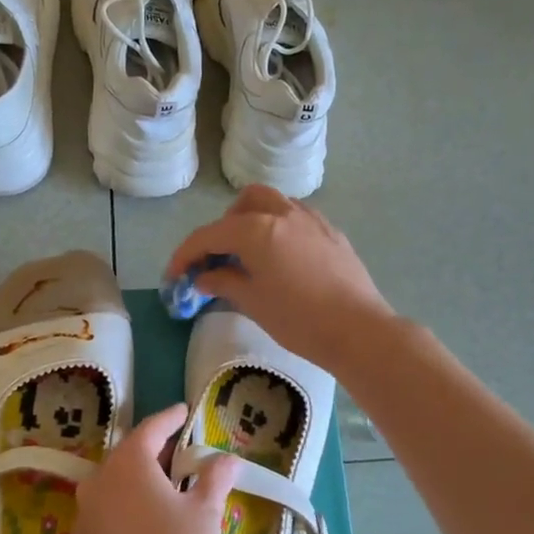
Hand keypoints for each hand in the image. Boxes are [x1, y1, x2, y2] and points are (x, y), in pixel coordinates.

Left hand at [74, 404, 239, 533]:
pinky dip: (127, 508)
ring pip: (113, 485)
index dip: (170, 419)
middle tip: (180, 452)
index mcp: (127, 465)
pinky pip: (106, 513)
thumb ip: (214, 479)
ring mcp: (85, 518)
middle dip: (153, 450)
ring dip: (138, 480)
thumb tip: (227, 458)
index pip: (150, 430)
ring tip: (167, 488)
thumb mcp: (205, 517)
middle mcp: (98, 483)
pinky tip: (148, 525)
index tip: (184, 411)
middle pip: (127, 455)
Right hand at [164, 186, 394, 372]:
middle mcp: (283, 214)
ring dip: (254, 221)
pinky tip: (283, 259)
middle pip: (244, 203)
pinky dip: (279, 228)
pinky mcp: (332, 232)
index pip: (209, 235)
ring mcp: (311, 220)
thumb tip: (203, 276)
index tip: (174, 275)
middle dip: (224, 226)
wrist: (359, 330)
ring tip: (251, 255)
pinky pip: (297, 218)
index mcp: (256, 229)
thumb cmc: (299, 320)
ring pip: (274, 203)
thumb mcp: (253, 303)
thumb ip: (223, 282)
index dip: (185, 254)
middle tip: (219, 258)